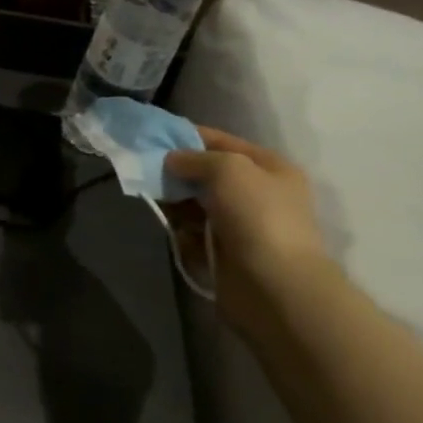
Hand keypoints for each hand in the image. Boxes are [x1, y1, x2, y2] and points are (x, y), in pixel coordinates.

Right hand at [164, 128, 333, 299]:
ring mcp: (242, 226)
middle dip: (178, 172)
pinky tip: (174, 231)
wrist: (274, 285)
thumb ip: (196, 157)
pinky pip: (195, 235)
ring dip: (176, 202)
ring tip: (155, 199)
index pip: (223, 142)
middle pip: (207, 175)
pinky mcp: (226, 254)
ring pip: (198, 205)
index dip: (189, 137)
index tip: (155, 136)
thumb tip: (172, 160)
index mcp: (270, 168)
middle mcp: (258, 194)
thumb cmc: (256, 215)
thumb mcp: (228, 168)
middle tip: (147, 171)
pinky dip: (182, 232)